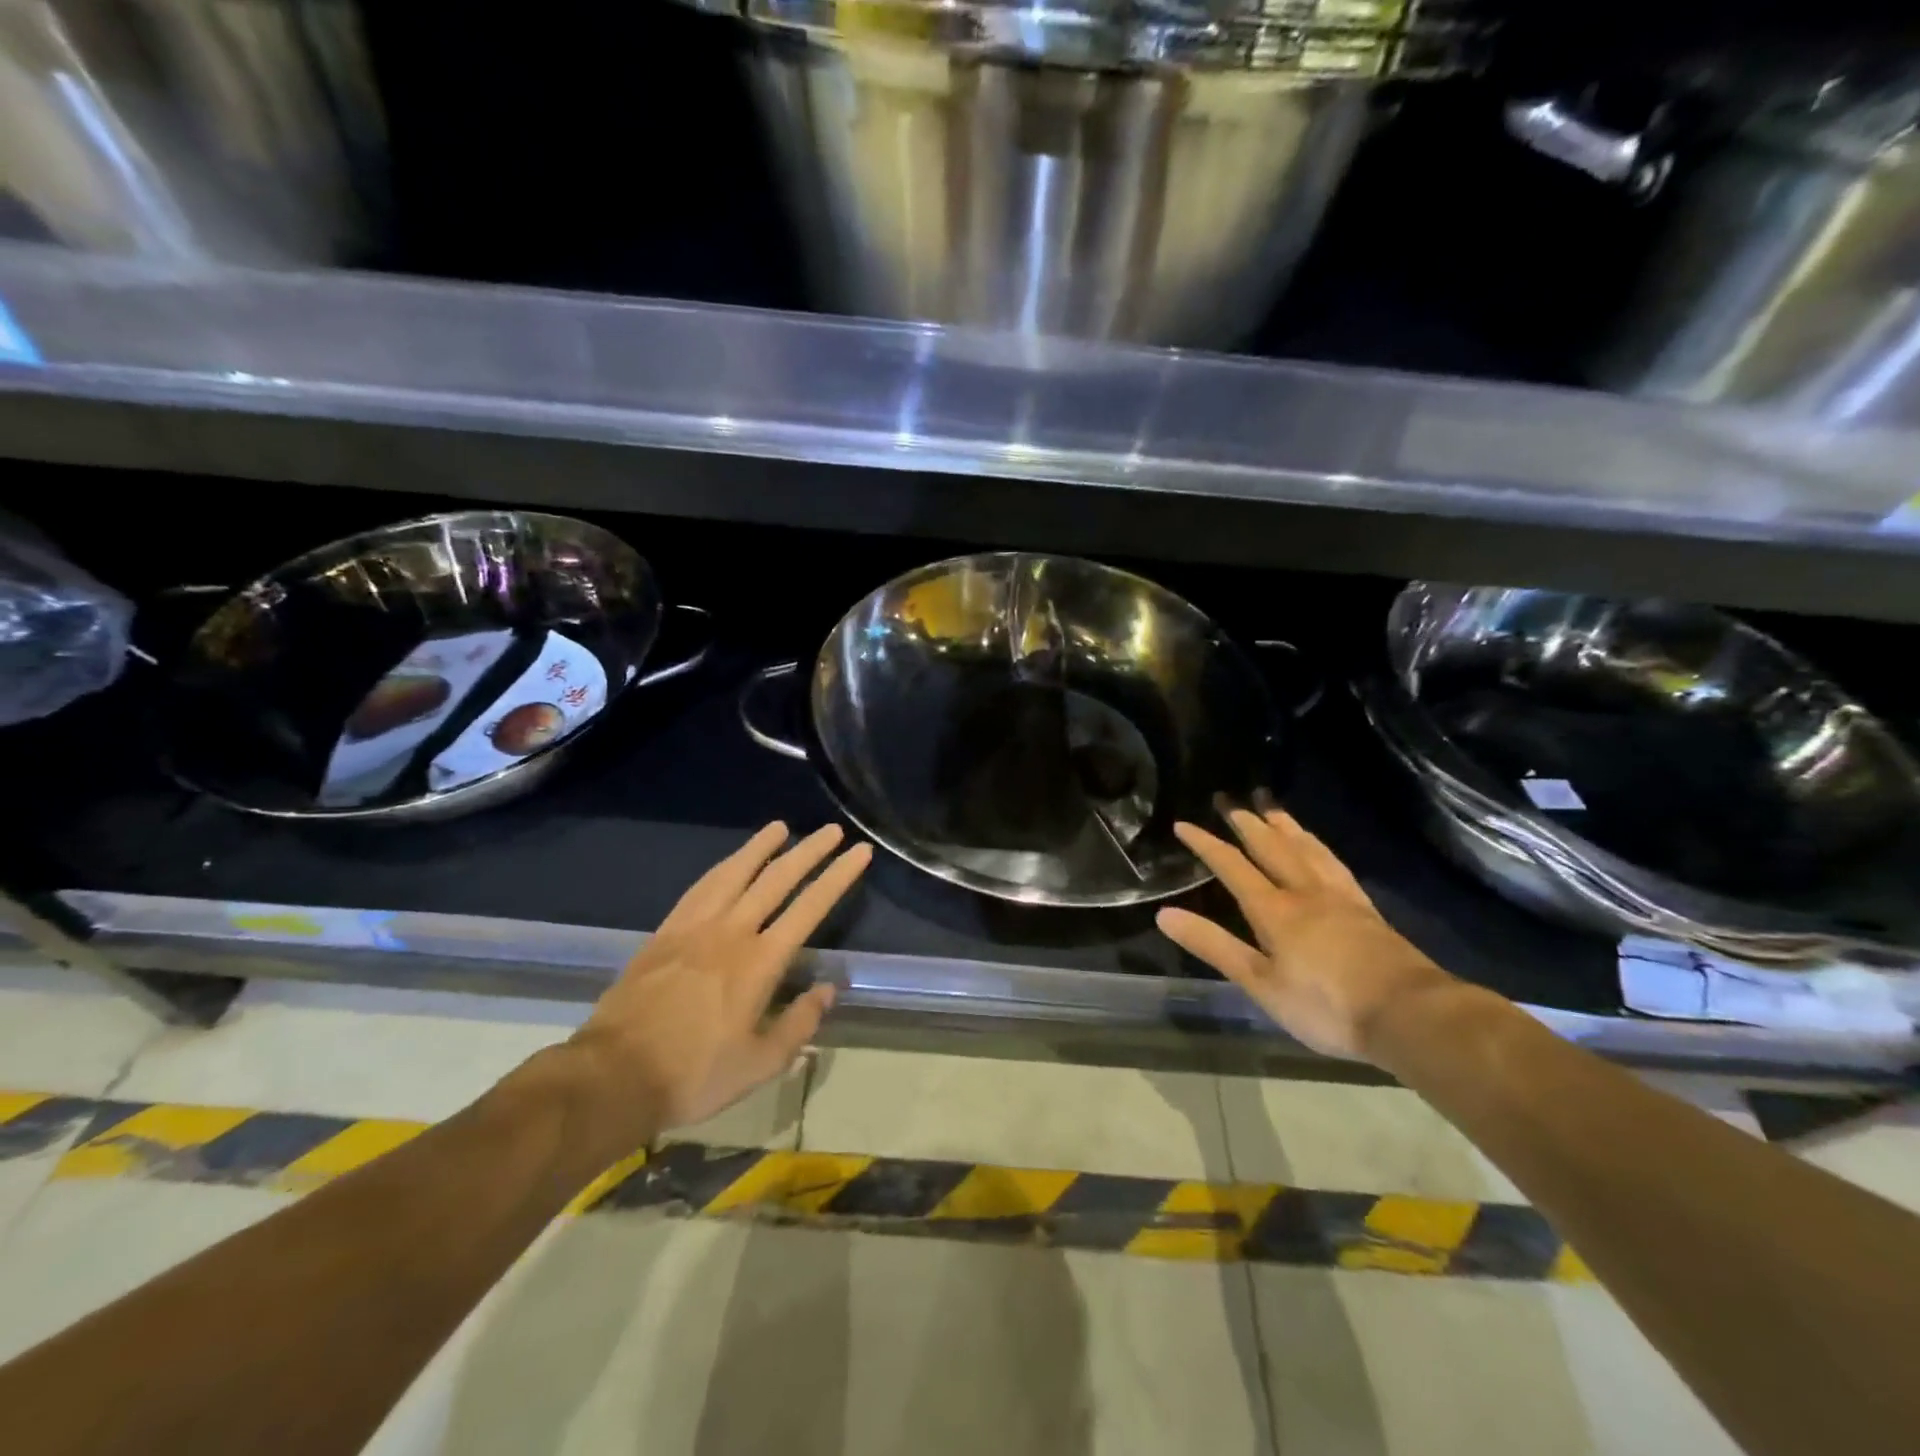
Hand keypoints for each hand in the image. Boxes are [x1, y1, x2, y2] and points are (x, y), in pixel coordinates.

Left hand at [562, 821, 870, 1152]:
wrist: (613, 1076)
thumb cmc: (694, 1075)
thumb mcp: (760, 1064)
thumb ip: (799, 1023)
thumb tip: (827, 989)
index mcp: (760, 962)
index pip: (809, 907)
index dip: (837, 877)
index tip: (859, 852)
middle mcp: (731, 932)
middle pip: (776, 879)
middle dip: (808, 851)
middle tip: (831, 830)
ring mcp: (694, 928)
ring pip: (734, 873)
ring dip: (760, 847)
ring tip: (780, 827)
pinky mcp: (665, 933)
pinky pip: (699, 888)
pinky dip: (721, 868)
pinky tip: (729, 862)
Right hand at [1156, 807, 1455, 1060]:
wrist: (1409, 1014)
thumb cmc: (1326, 1005)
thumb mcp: (1260, 983)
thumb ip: (1214, 946)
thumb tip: (1164, 914)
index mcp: (1274, 909)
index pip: (1232, 866)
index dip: (1206, 844)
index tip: (1183, 824)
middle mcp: (1304, 891)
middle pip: (1271, 846)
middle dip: (1246, 822)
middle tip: (1228, 798)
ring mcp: (1339, 896)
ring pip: (1305, 848)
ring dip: (1283, 825)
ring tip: (1269, 806)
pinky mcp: (1365, 908)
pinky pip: (1334, 863)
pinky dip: (1318, 846)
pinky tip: (1318, 846)